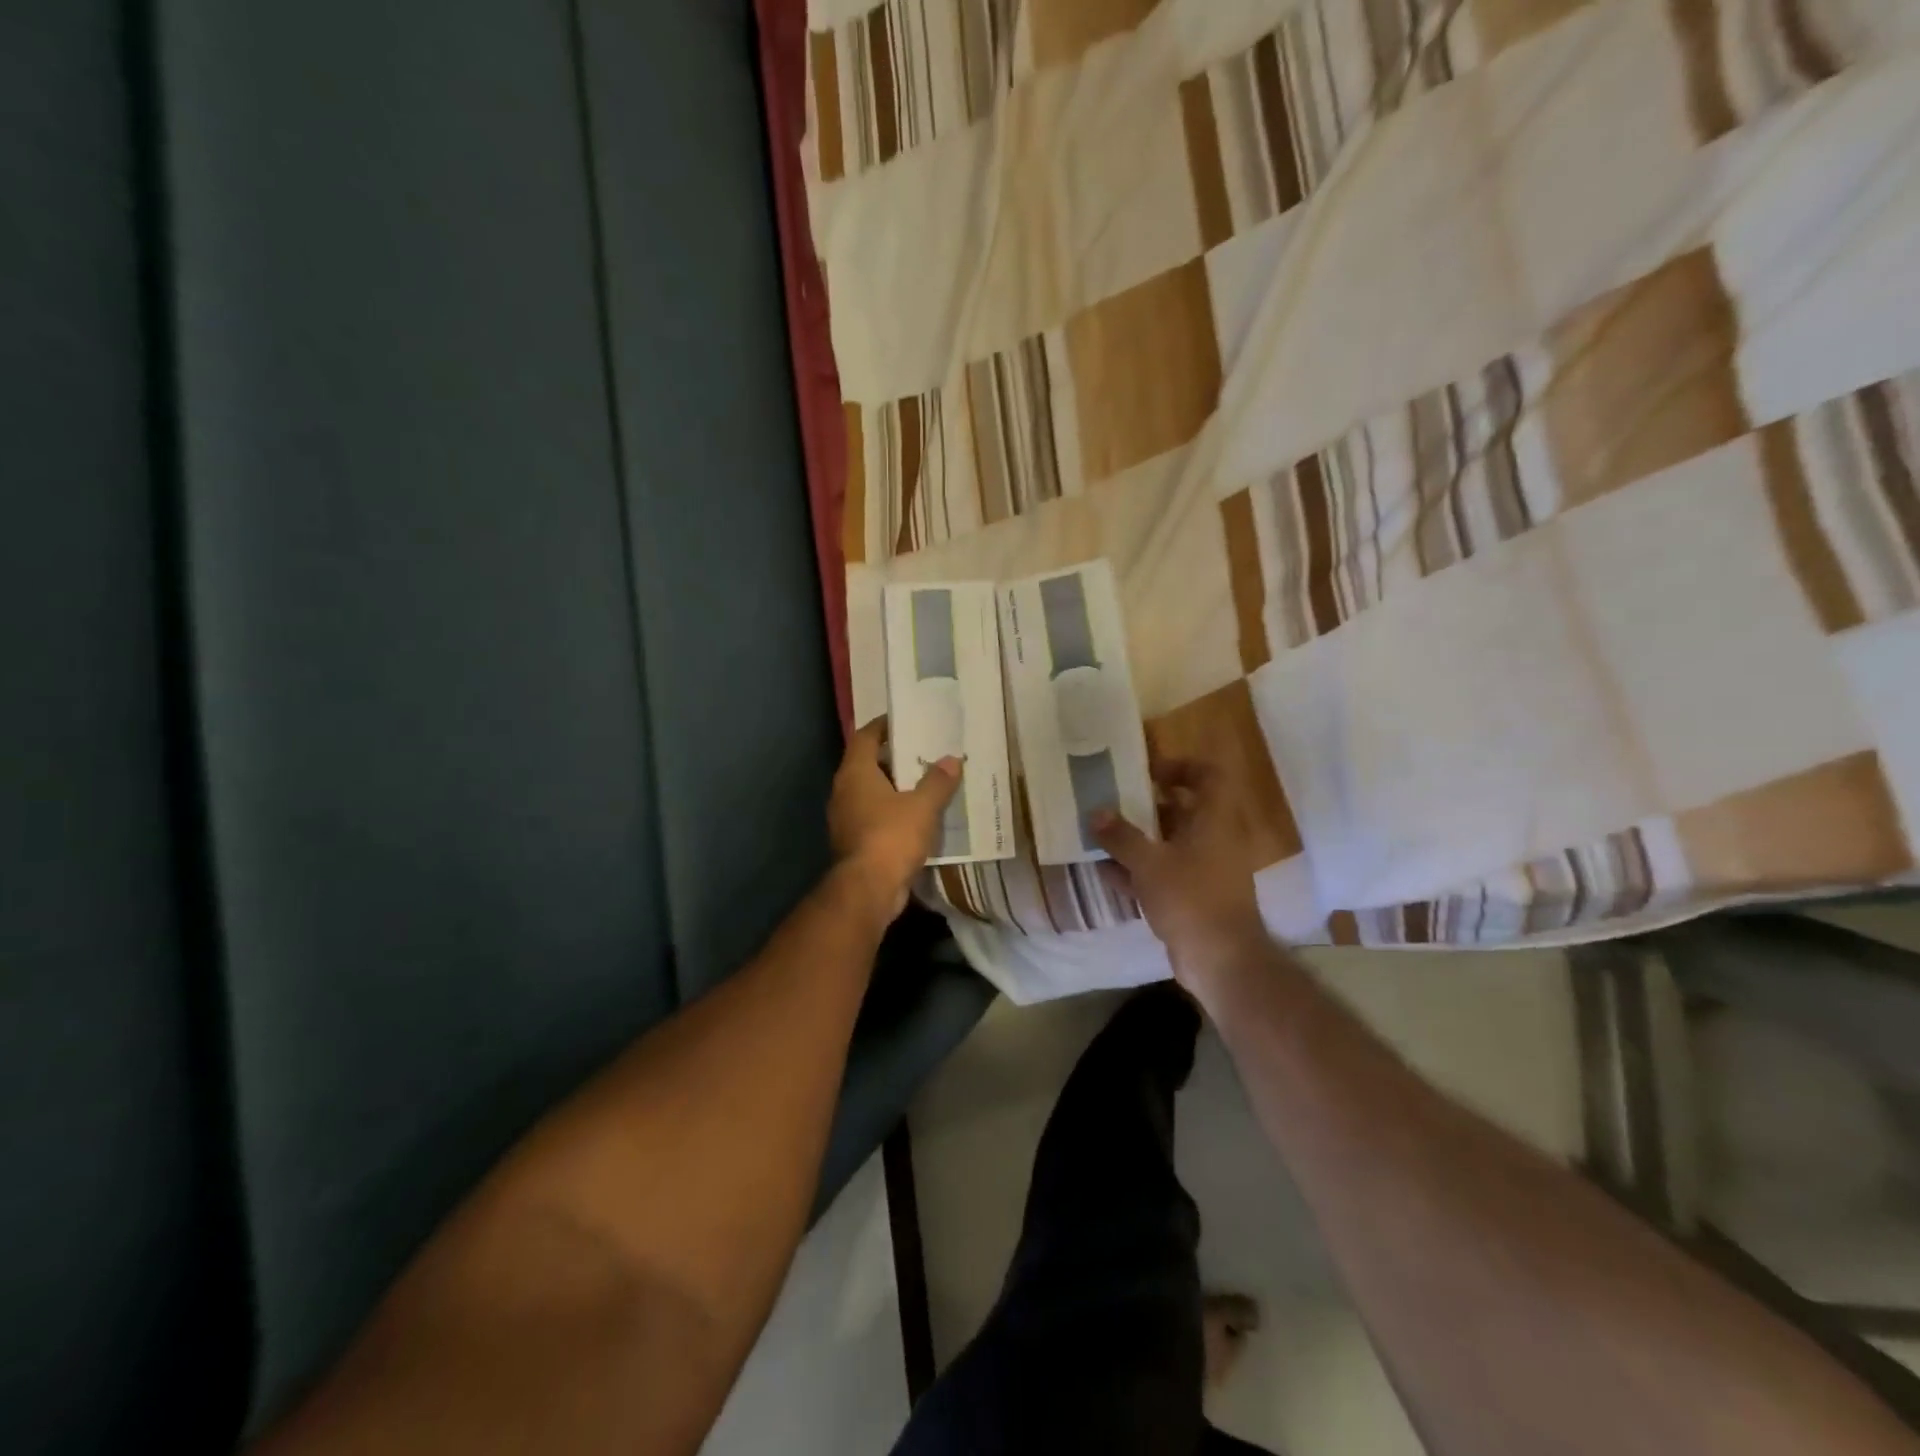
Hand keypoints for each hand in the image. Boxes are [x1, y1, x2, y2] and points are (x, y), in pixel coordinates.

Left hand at [829, 718, 961, 922]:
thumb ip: (938, 781)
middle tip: (923, 752)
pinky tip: (918, 817)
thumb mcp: (922, 806)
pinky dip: (892, 812)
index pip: (864, 737)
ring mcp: (846, 818)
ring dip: (895, 788)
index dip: (883, 726)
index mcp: (855, 774)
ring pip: (871, 793)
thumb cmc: (891, 837)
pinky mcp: (854, 841)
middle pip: (867, 764)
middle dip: (894, 758)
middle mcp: (844, 791)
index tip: (904, 720)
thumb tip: (952, 759)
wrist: (868, 890)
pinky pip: (874, 817)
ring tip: (925, 783)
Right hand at [1092, 759, 1269, 988]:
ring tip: (1101, 832)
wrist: (1221, 960)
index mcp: (1214, 821)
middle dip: (1146, 804)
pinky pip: (1162, 874)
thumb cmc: (1191, 898)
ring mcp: (1204, 871)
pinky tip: (1103, 870)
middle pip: (1183, 810)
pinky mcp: (1192, 898)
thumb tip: (1096, 812)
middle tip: (1113, 799)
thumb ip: (1121, 837)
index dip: (1181, 767)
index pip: (1208, 777)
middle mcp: (1213, 840)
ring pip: (1168, 844)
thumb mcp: (1149, 863)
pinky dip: (1136, 870)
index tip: (1148, 771)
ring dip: (1137, 838)